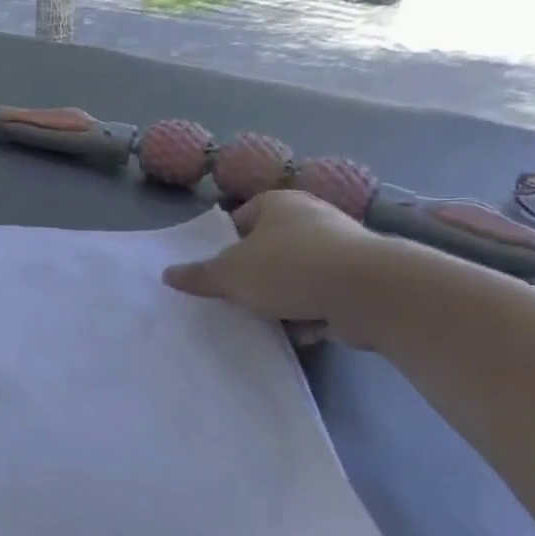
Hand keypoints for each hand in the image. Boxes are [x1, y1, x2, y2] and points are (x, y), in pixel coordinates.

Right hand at [163, 190, 391, 343]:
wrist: (367, 292)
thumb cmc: (289, 268)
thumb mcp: (230, 274)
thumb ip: (198, 276)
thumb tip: (167, 274)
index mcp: (279, 203)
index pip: (241, 217)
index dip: (225, 243)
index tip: (217, 271)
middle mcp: (312, 218)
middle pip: (269, 248)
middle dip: (253, 274)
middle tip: (234, 298)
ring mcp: (340, 248)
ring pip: (296, 274)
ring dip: (281, 297)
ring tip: (262, 319)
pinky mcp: (358, 279)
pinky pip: (321, 296)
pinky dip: (309, 312)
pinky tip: (296, 332)